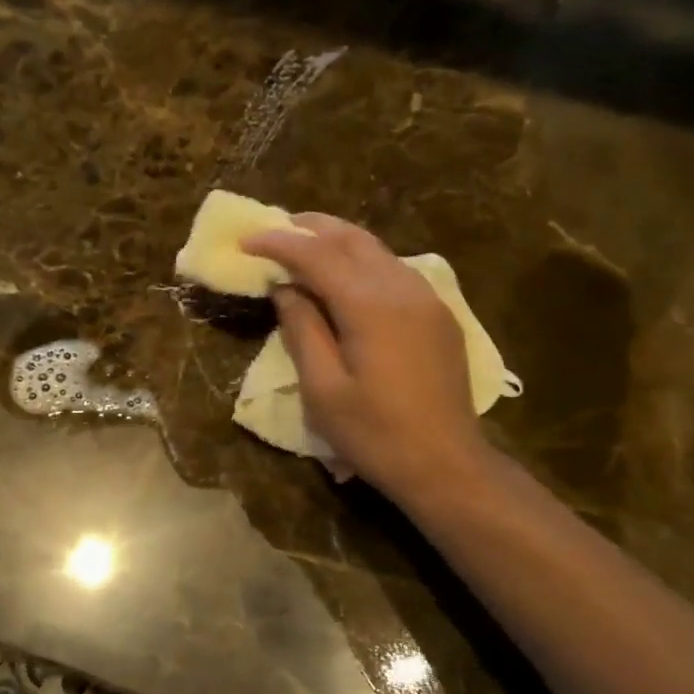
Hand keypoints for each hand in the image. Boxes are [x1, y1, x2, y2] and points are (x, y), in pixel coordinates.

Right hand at [242, 213, 488, 506]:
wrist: (446, 464)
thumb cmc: (374, 434)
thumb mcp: (323, 389)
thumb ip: (303, 330)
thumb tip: (286, 289)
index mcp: (370, 305)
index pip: (317, 256)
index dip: (279, 244)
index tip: (247, 241)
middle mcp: (403, 288)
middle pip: (353, 239)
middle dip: (311, 228)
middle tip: (275, 229)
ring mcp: (428, 300)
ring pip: (378, 251)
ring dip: (339, 242)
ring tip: (305, 247)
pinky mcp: (439, 316)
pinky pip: (395, 271)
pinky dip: (363, 262)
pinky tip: (347, 277)